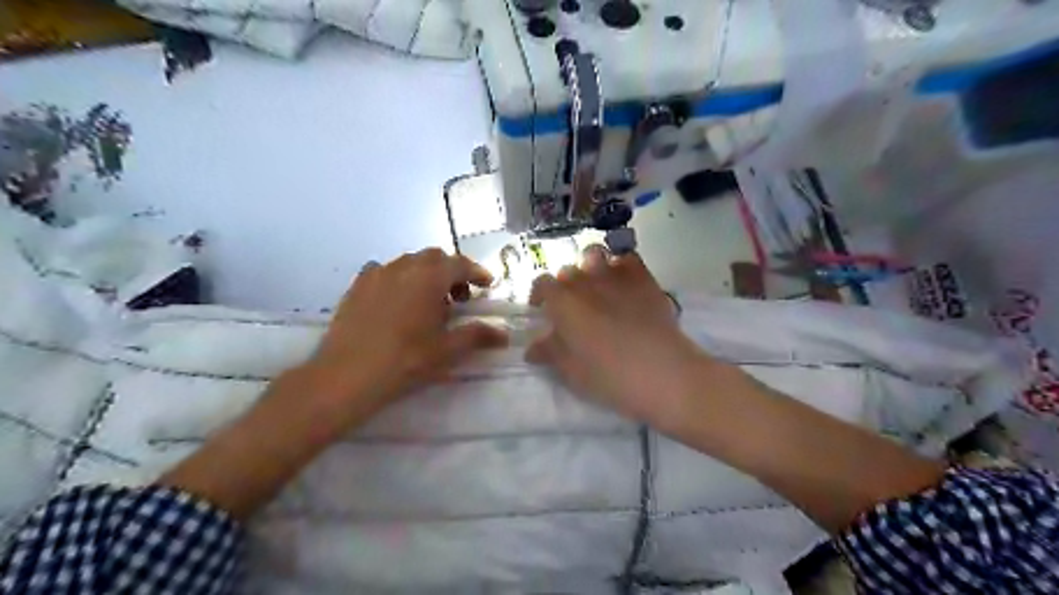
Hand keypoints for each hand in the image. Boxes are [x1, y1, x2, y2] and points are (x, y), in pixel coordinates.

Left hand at [306, 249, 508, 420]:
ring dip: (426, 274)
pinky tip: (398, 301)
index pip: (460, 264)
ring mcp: (377, 273)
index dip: (476, 272)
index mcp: (429, 277)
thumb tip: (504, 334)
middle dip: (452, 272)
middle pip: (434, 258)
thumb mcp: (447, 349)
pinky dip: (400, 279)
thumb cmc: (405, 360)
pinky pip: (384, 272)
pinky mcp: (357, 286)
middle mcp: (403, 267)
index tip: (487, 285)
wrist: (347, 375)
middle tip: (459, 298)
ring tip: (429, 302)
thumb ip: (477, 335)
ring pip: (409, 262)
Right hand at [527, 245, 710, 427]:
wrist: (661, 371)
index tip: (543, 311)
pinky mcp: (643, 277)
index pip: (542, 283)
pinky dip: (621, 264)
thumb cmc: (608, 375)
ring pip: (595, 254)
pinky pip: (627, 257)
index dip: (539, 295)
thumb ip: (549, 352)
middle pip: (567, 271)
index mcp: (563, 301)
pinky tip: (624, 282)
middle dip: (565, 285)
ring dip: (590, 267)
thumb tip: (532, 348)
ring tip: (596, 286)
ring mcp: (615, 275)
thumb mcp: (571, 371)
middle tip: (572, 307)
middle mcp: (585, 280)